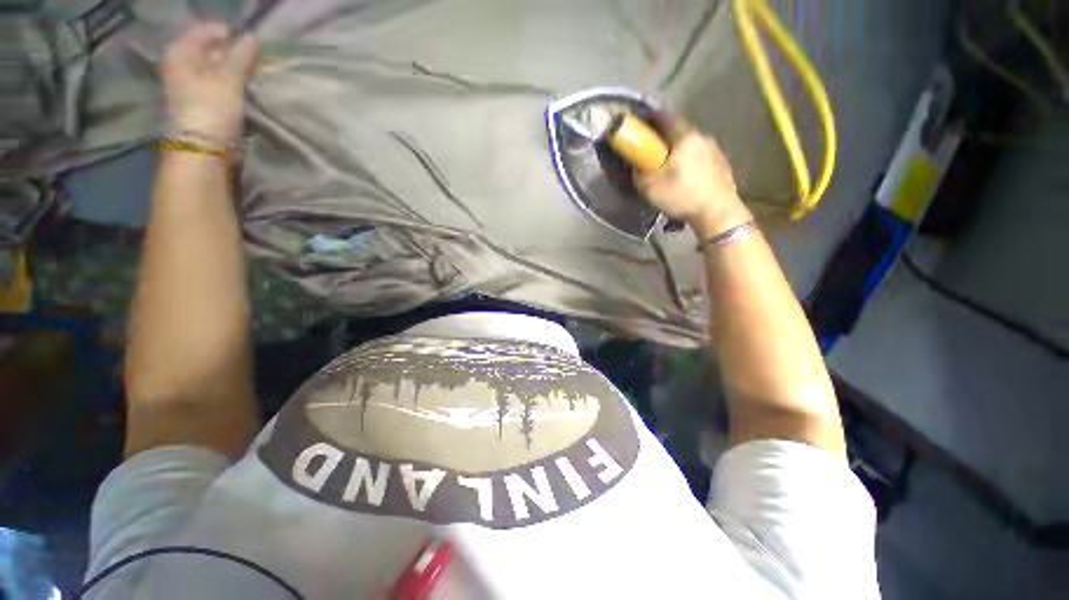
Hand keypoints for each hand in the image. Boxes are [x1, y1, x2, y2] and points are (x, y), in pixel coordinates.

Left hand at [160, 22, 258, 145]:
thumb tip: (254, 37)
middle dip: (232, 51)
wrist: (202, 149)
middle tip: (255, 59)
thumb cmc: (211, 108)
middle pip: (208, 48)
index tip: (250, 42)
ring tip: (253, 74)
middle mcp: (180, 64)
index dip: (227, 32)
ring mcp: (188, 84)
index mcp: (180, 52)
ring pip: (214, 67)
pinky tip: (244, 87)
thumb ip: (241, 55)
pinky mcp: (199, 101)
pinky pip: (217, 83)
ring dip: (234, 69)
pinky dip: (231, 82)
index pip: (204, 30)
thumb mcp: (229, 78)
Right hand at [635, 115, 750, 237]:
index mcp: (685, 137)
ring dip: (680, 151)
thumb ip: (639, 173)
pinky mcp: (722, 164)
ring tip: (670, 167)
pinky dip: (691, 162)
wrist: (717, 212)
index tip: (642, 126)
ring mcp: (716, 150)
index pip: (666, 117)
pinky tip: (686, 177)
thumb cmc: (682, 195)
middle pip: (680, 131)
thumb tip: (637, 165)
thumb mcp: (650, 187)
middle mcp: (703, 137)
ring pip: (692, 145)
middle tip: (653, 152)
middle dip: (665, 139)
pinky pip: (701, 157)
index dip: (652, 119)